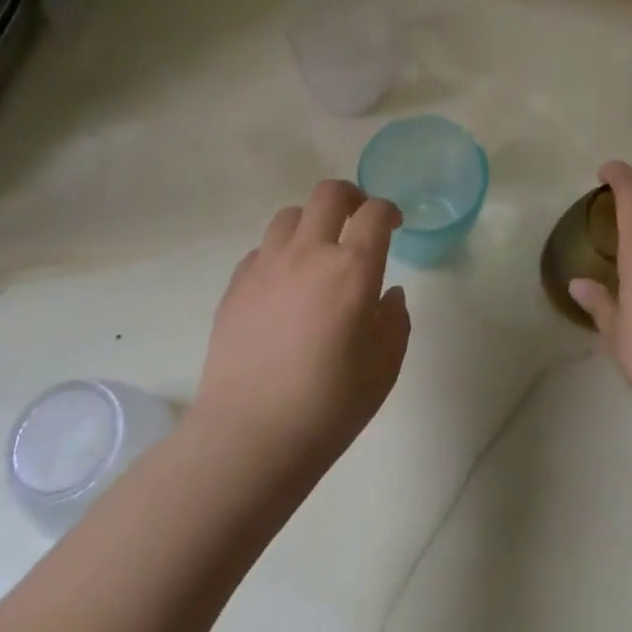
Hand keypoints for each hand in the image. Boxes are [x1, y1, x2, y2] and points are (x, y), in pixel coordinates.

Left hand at [190, 180, 411, 482]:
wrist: (249, 438)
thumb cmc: (328, 407)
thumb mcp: (384, 368)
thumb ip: (395, 322)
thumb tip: (388, 294)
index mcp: (351, 269)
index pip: (375, 214)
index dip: (389, 211)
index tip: (394, 224)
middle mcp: (308, 253)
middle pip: (329, 193)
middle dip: (351, 196)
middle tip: (358, 219)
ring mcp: (266, 265)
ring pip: (291, 215)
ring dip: (312, 222)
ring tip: (318, 249)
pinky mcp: (236, 284)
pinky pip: (262, 249)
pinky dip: (280, 253)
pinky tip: (284, 284)